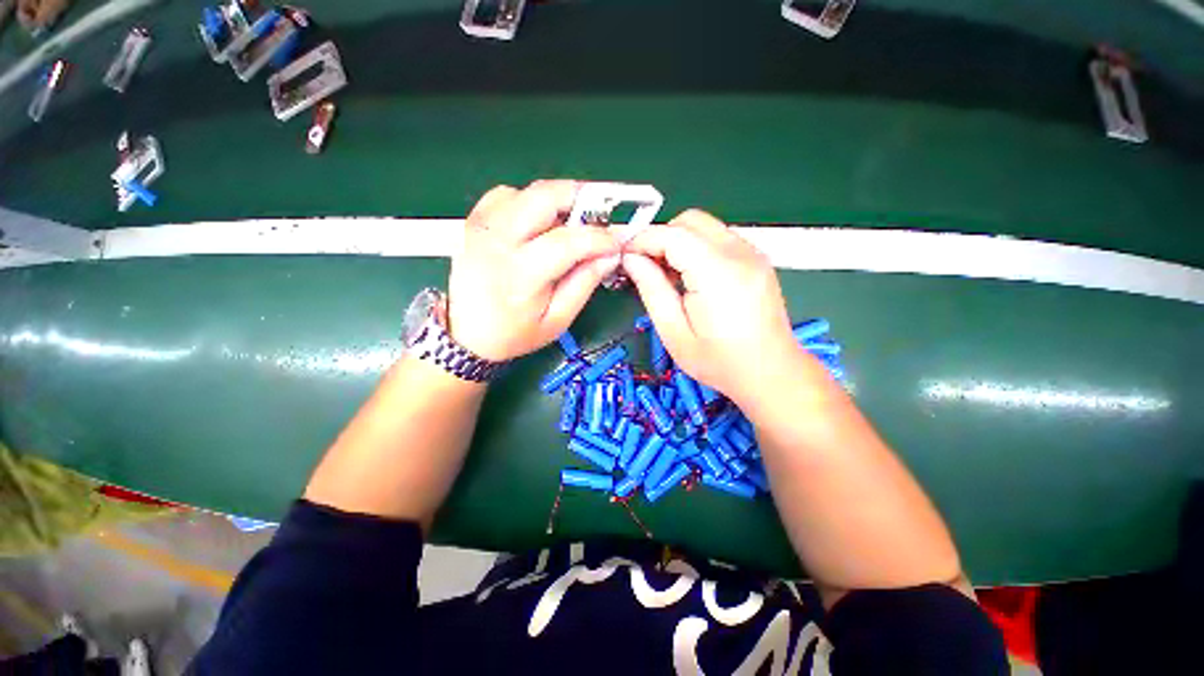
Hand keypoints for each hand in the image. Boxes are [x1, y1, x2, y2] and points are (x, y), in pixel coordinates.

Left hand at [448, 181, 620, 361]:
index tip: (616, 242)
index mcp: (520, 275)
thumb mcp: (557, 320)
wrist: (466, 334)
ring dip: (556, 202)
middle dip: (581, 198)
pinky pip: (508, 195)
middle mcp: (497, 241)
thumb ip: (584, 283)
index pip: (567, 241)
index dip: (599, 237)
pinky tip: (537, 225)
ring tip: (569, 225)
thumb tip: (610, 255)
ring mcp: (481, 226)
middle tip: (599, 216)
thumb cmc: (515, 333)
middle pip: (544, 196)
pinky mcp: (474, 221)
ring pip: (528, 191)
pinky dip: (530, 202)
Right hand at [621, 210, 802, 405]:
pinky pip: (718, 238)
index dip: (643, 240)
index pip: (673, 234)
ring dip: (679, 242)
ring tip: (668, 275)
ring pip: (704, 226)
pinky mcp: (756, 259)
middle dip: (661, 237)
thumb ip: (651, 290)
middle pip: (690, 221)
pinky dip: (696, 248)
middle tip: (646, 267)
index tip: (625, 257)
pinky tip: (691, 277)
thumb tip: (632, 260)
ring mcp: (752, 253)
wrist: (771, 372)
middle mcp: (739, 253)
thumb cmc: (720, 362)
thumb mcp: (674, 333)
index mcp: (717, 274)